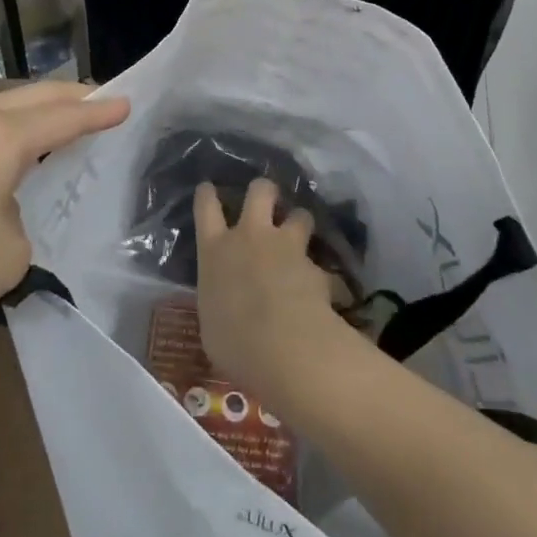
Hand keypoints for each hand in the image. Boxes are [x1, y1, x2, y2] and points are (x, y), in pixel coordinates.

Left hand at [0, 82, 128, 353]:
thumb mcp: (8, 256)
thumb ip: (20, 227)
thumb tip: (0, 216)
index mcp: (4, 136)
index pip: (65, 118)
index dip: (99, 113)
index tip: (128, 102)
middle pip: (33, 96)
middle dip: (69, 97)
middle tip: (98, 101)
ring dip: (32, 111)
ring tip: (55, 122)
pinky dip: (2, 130)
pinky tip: (3, 153)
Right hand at [195, 178, 357, 411]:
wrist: (282, 346)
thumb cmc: (233, 341)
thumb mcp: (212, 322)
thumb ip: (219, 300)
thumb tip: (225, 304)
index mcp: (215, 250)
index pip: (205, 208)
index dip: (207, 195)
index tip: (209, 189)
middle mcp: (250, 237)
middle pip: (259, 191)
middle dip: (265, 190)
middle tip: (268, 199)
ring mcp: (286, 247)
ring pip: (299, 215)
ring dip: (300, 222)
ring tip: (302, 234)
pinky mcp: (315, 267)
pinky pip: (323, 266)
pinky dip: (326, 277)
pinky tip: (330, 293)